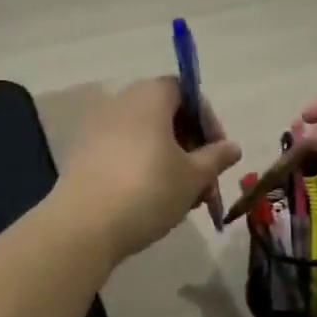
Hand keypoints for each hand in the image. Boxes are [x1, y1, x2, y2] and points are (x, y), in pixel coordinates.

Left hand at [53, 78, 241, 264]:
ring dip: (169, 161)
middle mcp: (121, 103)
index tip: (218, 153)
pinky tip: (154, 201)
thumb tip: (232, 147)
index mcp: (149, 97)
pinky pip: (123, 152)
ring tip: (184, 198)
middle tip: (205, 181)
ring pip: (146, 137)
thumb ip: (216, 157)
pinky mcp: (84, 155)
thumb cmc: (148, 191)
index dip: (207, 119)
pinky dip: (143, 168)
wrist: (83, 226)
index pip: (185, 91)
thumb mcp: (193, 176)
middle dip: (191, 146)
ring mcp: (98, 129)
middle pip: (165, 114)